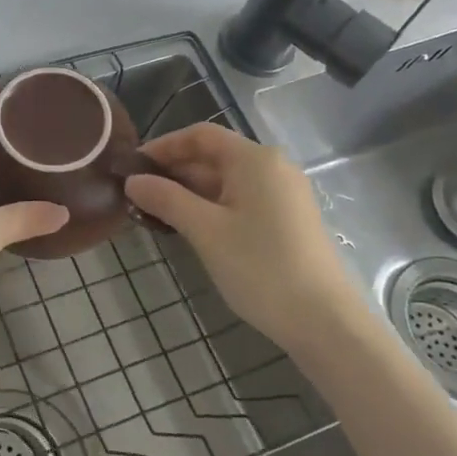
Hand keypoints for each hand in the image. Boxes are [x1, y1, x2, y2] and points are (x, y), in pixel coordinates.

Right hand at [124, 123, 375, 361]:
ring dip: (188, 193)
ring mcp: (283, 195)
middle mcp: (272, 168)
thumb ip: (166, 199)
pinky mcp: (286, 220)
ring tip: (154, 214)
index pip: (200, 135)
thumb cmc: (261, 267)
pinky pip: (240, 200)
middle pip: (213, 156)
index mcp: (254, 159)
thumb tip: (133, 181)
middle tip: (136, 195)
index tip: (132, 167)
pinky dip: (210, 207)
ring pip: (225, 181)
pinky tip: (188, 228)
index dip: (163, 146)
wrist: (324, 321)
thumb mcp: (205, 231)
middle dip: (173, 172)